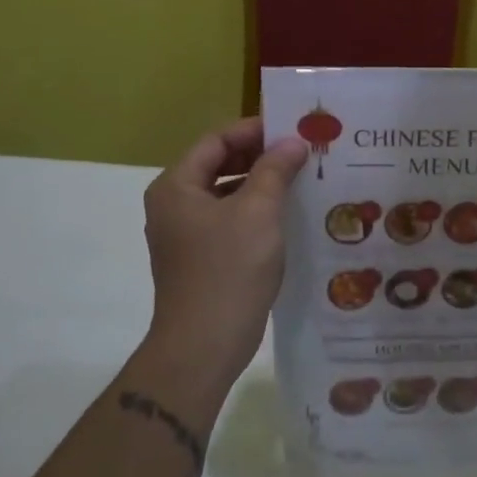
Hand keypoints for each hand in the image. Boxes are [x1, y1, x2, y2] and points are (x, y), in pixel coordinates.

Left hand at [142, 117, 308, 382]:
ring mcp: (185, 234)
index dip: (254, 130)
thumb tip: (292, 143)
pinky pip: (230, 219)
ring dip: (262, 183)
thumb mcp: (258, 212)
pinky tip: (288, 214)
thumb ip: (275, 169)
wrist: (203, 347)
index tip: (293, 129)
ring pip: (227, 193)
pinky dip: (256, 210)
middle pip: (219, 164)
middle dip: (260, 156)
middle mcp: (174, 205)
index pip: (216, 141)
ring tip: (302, 178)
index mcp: (177, 186)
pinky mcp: (200, 258)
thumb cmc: (228, 270)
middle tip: (302, 151)